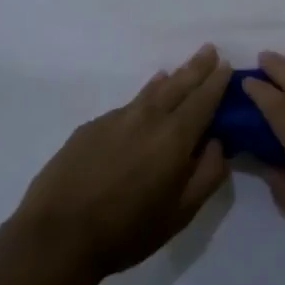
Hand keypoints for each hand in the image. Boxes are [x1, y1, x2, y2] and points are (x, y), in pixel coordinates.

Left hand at [8, 45, 231, 280]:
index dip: (216, 82)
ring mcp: (116, 119)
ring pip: (150, 92)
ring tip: (178, 70)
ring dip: (170, 78)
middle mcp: (147, 118)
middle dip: (196, 67)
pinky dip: (142, 97)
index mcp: (174, 138)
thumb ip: (207, 175)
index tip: (227, 64)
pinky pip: (126, 105)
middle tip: (209, 49)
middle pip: (178, 85)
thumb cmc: (127, 231)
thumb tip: (218, 143)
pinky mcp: (91, 127)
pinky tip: (143, 101)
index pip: (203, 100)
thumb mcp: (180, 214)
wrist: (58, 235)